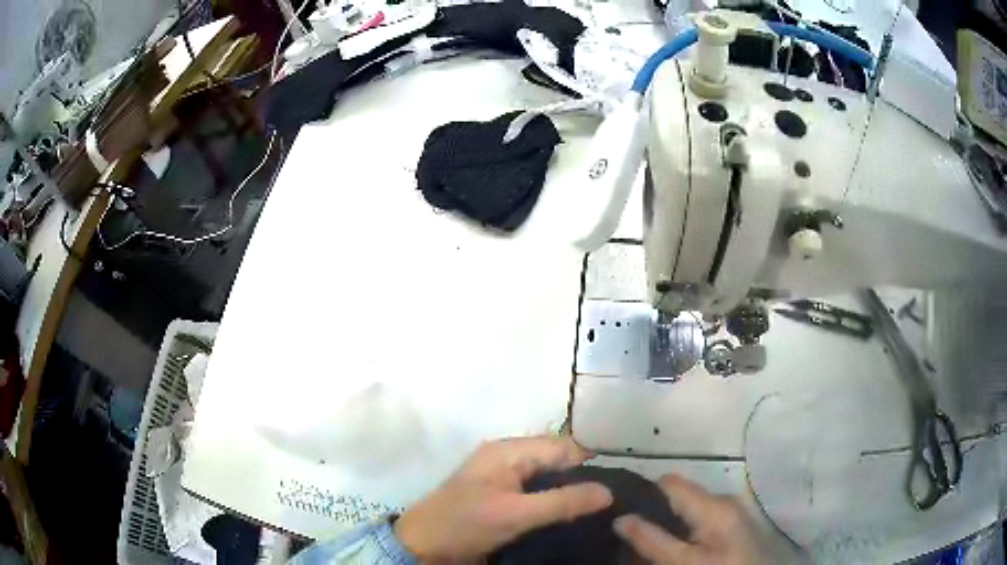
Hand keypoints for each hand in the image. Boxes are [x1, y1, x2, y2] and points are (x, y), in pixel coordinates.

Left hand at [393, 436, 612, 561]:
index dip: (588, 463)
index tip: (613, 486)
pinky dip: (551, 496)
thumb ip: (562, 502)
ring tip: (592, 507)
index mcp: (509, 450)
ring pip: (546, 473)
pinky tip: (565, 512)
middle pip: (555, 457)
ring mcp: (501, 473)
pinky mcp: (498, 492)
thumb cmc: (467, 524)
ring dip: (566, 487)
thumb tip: (608, 492)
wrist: (424, 544)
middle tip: (605, 500)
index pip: (562, 446)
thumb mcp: (516, 514)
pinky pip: (534, 487)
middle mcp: (506, 455)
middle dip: (579, 475)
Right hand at [614, 474, 787, 564]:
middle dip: (656, 512)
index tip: (624, 513)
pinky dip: (687, 528)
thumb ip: (652, 540)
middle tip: (634, 536)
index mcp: (713, 505)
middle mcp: (724, 499)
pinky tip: (680, 547)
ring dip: (671, 522)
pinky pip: (703, 517)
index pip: (669, 482)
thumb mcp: (682, 563)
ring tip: (654, 543)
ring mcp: (733, 510)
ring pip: (691, 507)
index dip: (643, 494)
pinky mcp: (736, 522)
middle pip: (680, 494)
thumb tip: (621, 517)